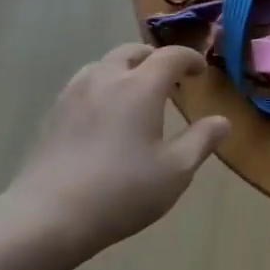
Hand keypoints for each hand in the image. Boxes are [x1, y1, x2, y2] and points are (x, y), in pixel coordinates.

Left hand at [0, 44, 228, 269]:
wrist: (47, 217)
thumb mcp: (175, 171)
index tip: (200, 70)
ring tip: (134, 92)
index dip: (189, 58)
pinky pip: (82, 85)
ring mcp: (74, 95)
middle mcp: (107, 79)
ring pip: (103, 65)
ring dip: (124, 69)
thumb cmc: (121, 192)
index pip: (171, 56)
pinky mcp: (52, 115)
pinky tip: (102, 115)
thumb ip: (201, 141)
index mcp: (141, 87)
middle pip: (132, 52)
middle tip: (168, 79)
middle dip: (153, 59)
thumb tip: (222, 121)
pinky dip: (101, 87)